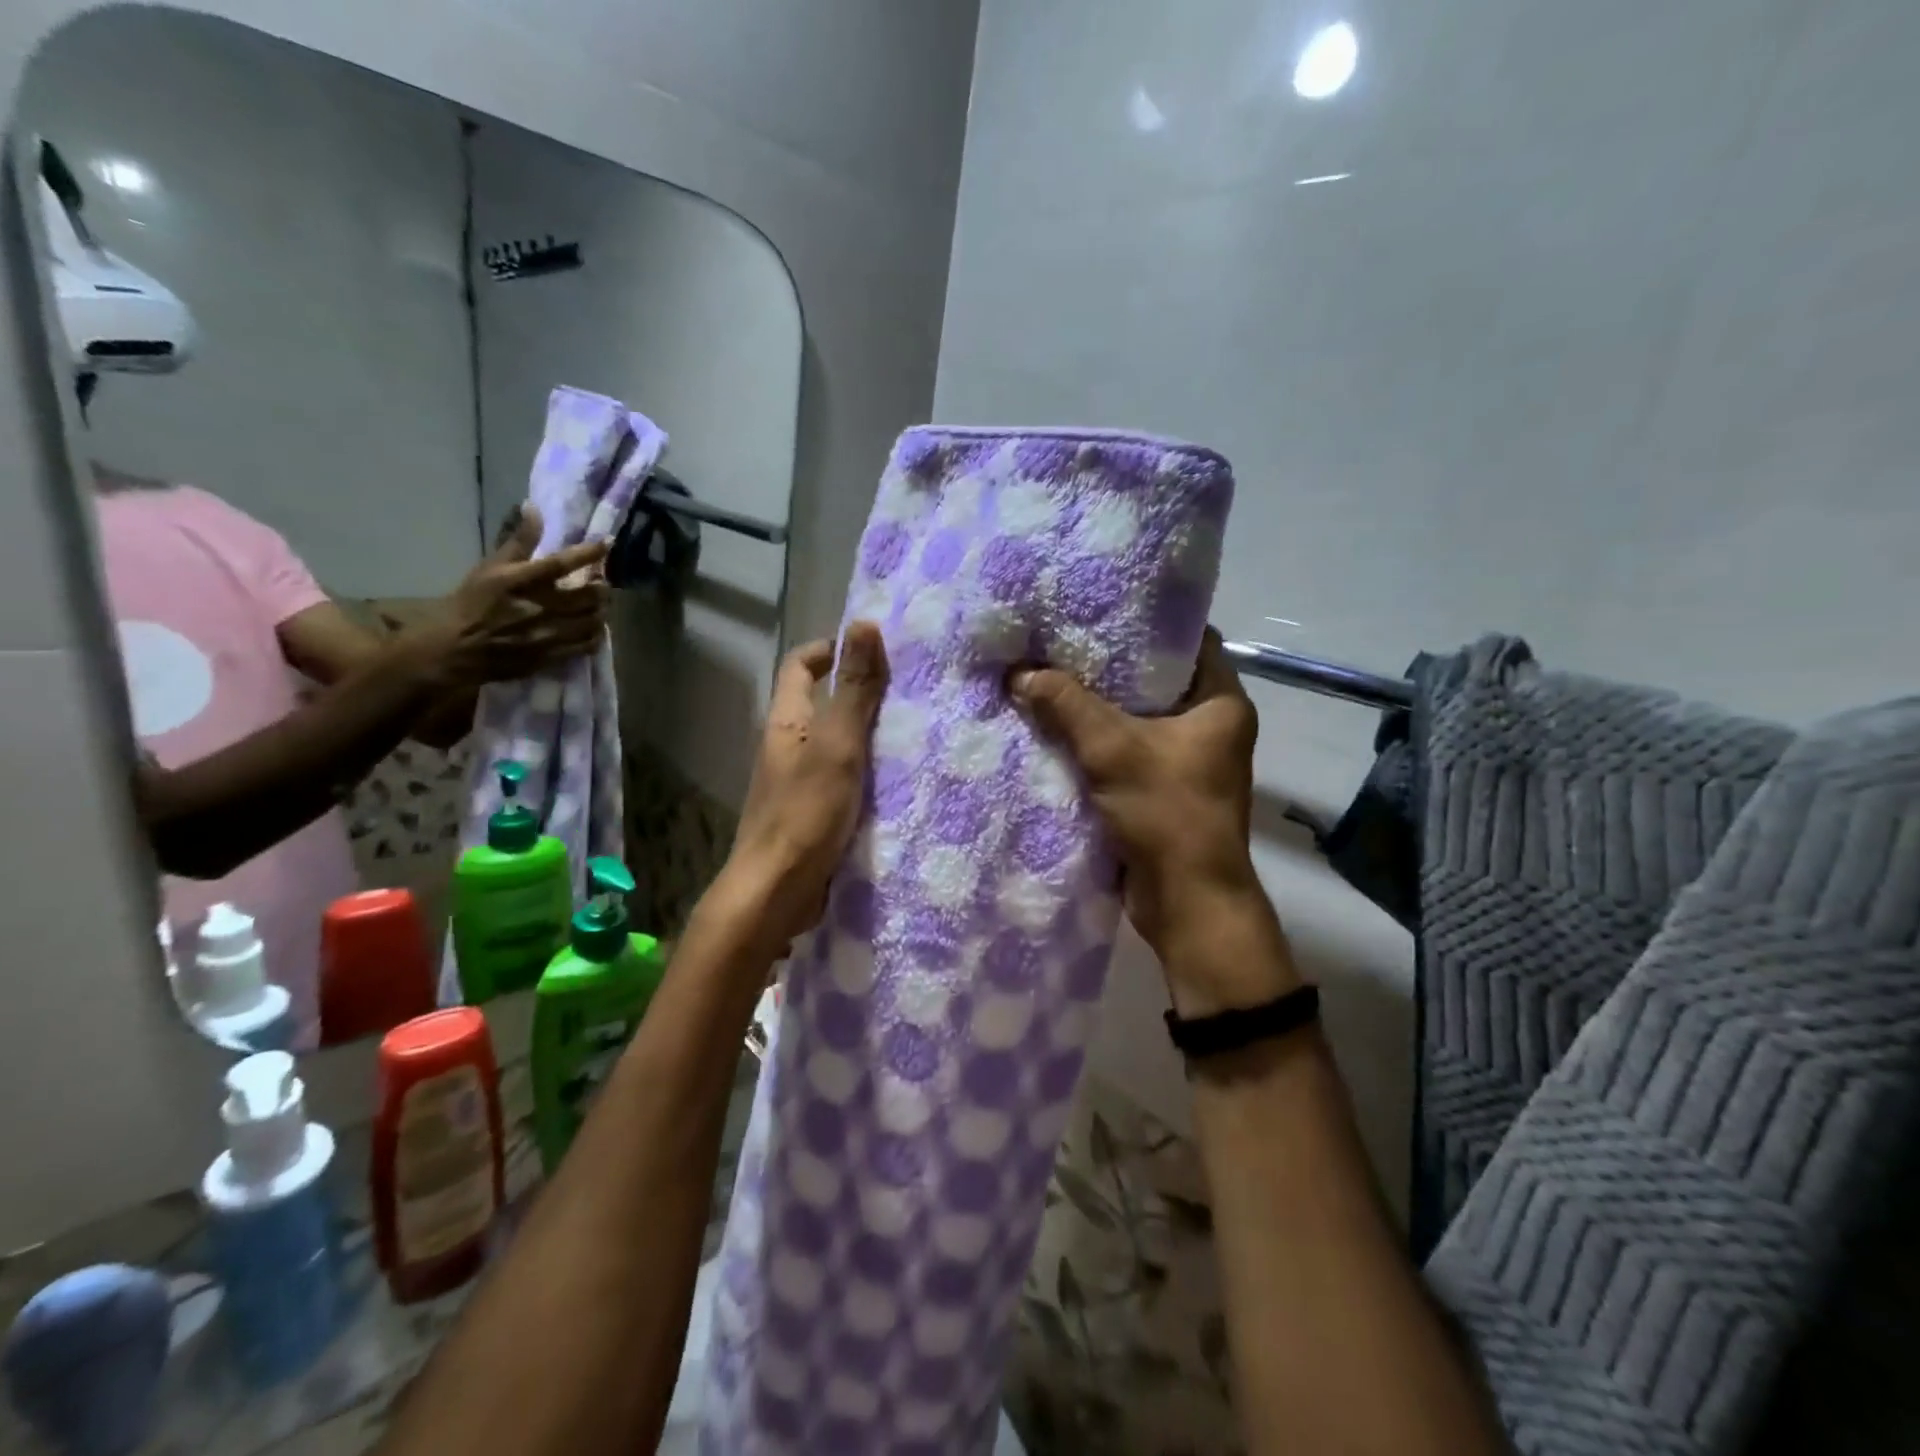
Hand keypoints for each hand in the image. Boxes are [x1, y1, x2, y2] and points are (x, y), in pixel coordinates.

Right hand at [417, 505, 609, 687]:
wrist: (456, 647)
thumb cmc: (475, 601)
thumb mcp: (492, 566)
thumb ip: (519, 540)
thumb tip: (533, 507)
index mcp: (520, 581)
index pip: (561, 562)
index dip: (589, 552)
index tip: (608, 543)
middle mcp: (538, 607)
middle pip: (588, 596)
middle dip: (602, 587)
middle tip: (602, 582)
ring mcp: (547, 634)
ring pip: (592, 621)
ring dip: (602, 610)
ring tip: (600, 604)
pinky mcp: (551, 656)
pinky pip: (586, 645)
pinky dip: (596, 634)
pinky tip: (593, 627)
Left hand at [719, 622, 888, 950]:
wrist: (776, 891)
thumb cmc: (805, 811)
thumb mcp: (837, 744)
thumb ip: (854, 689)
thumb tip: (862, 624)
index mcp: (786, 721)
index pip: (801, 665)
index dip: (831, 649)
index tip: (873, 649)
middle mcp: (788, 745)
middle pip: (821, 701)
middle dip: (860, 690)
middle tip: (908, 689)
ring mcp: (798, 781)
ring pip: (835, 741)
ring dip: (867, 732)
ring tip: (914, 729)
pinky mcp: (813, 812)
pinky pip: (843, 776)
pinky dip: (867, 769)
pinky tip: (900, 777)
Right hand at [1011, 629, 1292, 1006]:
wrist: (1186, 902)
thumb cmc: (1167, 813)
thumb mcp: (1112, 748)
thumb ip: (1065, 704)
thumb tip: (1018, 673)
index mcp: (1222, 702)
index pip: (1189, 640)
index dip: (1146, 623)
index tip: (1099, 609)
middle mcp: (1211, 726)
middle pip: (1155, 679)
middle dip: (1108, 666)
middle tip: (1061, 642)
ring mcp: (1187, 759)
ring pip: (1137, 717)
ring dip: (1097, 706)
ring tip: (1049, 675)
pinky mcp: (1163, 788)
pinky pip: (1127, 749)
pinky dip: (1096, 740)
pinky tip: (1055, 725)